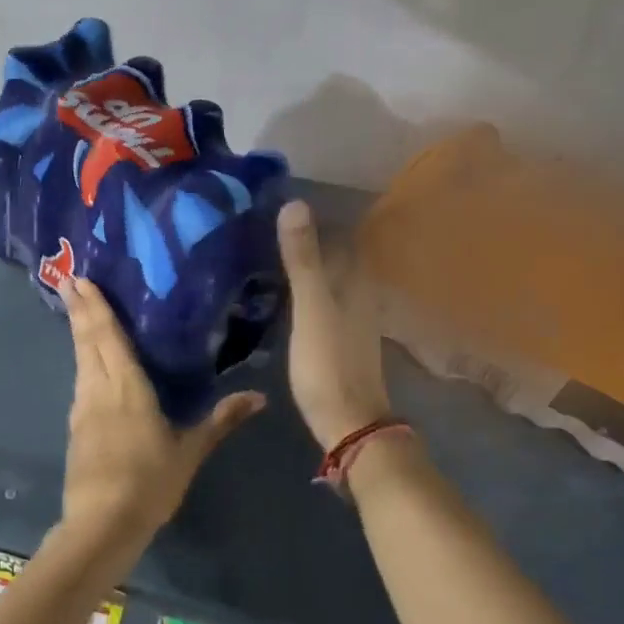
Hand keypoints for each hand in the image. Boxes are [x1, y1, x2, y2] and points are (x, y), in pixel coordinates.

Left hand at [56, 277, 263, 566]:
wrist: (102, 522)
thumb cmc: (150, 482)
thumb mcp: (190, 451)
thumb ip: (220, 420)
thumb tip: (259, 397)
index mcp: (127, 386)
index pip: (109, 336)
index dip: (96, 306)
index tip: (80, 279)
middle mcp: (99, 388)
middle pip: (87, 341)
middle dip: (79, 310)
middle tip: (69, 280)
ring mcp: (82, 408)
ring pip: (80, 360)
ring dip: (77, 333)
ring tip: (76, 311)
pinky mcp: (75, 427)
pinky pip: (80, 382)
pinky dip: (81, 361)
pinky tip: (86, 365)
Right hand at [277, 200, 391, 449]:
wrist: (347, 421)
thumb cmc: (328, 363)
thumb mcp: (311, 308)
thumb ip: (303, 260)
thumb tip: (295, 203)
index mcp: (355, 282)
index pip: (340, 236)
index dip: (317, 218)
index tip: (281, 202)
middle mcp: (358, 295)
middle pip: (334, 256)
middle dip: (308, 239)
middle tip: (266, 225)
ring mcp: (349, 319)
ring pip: (328, 279)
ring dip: (305, 264)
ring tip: (267, 252)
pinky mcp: (337, 339)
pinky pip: (320, 301)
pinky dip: (303, 289)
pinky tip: (282, 293)